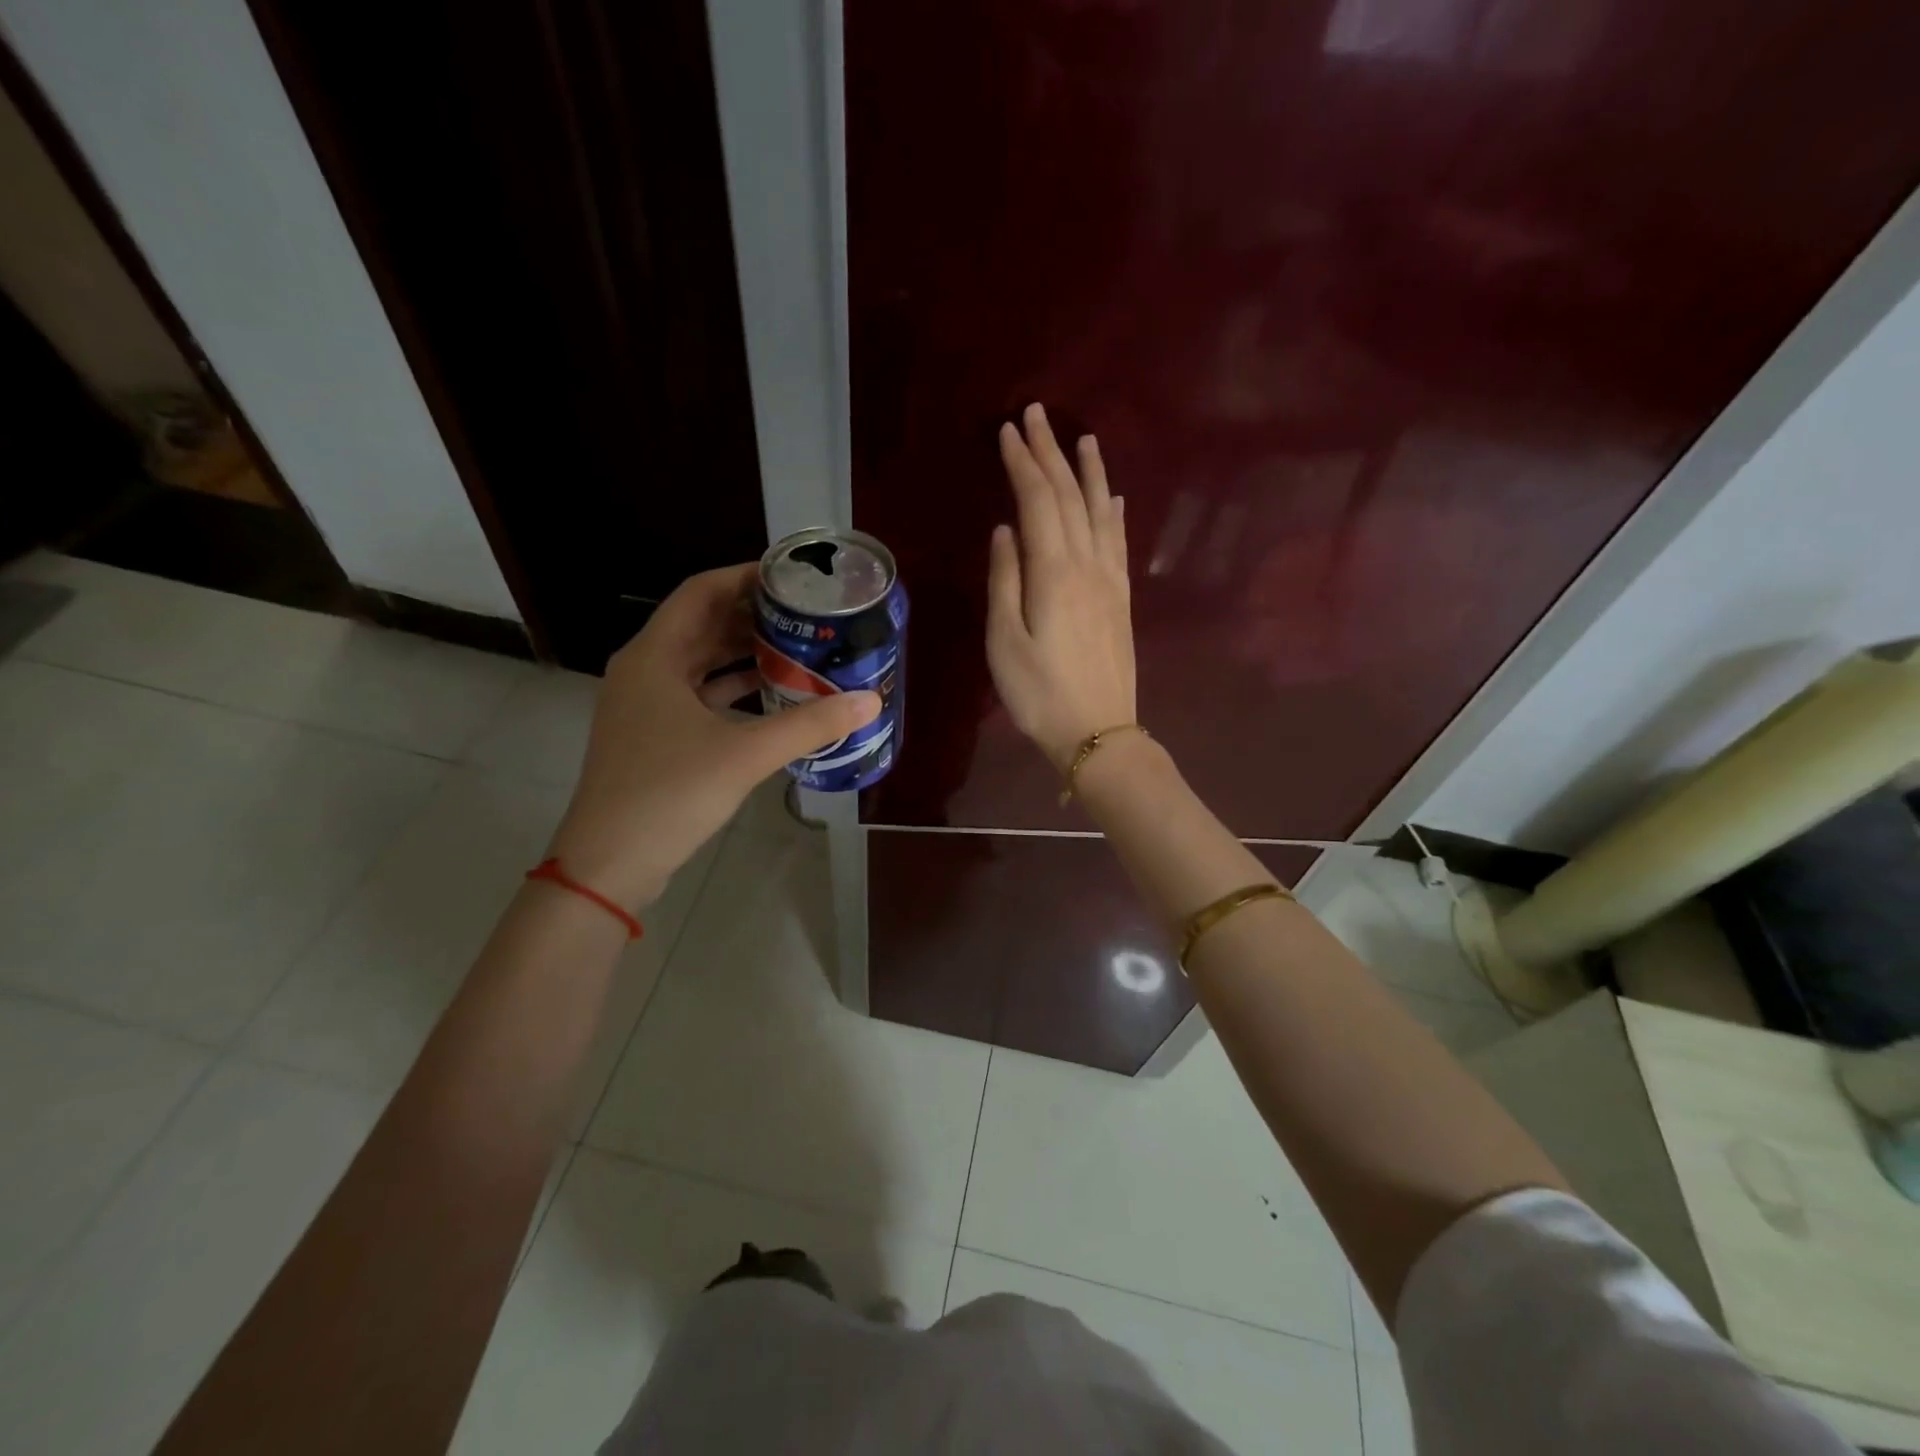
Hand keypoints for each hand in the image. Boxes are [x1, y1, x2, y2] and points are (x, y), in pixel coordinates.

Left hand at [547, 564, 879, 910]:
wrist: (609, 863)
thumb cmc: (669, 794)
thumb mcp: (745, 754)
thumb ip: (809, 725)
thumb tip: (869, 702)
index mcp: (655, 656)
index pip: (701, 591)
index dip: (745, 576)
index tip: (791, 577)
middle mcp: (645, 670)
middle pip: (702, 624)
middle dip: (752, 615)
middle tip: (805, 614)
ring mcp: (646, 705)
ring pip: (701, 662)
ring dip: (744, 653)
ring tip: (798, 647)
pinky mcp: (654, 736)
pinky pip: (699, 695)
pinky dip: (733, 689)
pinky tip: (772, 694)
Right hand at [986, 403, 1136, 770]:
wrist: (1098, 733)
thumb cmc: (1040, 694)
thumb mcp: (1004, 642)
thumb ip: (1005, 580)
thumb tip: (1006, 529)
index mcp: (1054, 573)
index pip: (1038, 501)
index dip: (1023, 463)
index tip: (1008, 430)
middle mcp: (1088, 566)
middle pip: (1070, 497)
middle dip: (1051, 453)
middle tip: (1036, 415)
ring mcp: (1110, 582)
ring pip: (1101, 513)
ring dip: (1090, 472)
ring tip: (1083, 438)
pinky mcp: (1122, 600)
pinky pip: (1119, 544)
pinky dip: (1114, 513)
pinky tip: (1114, 497)